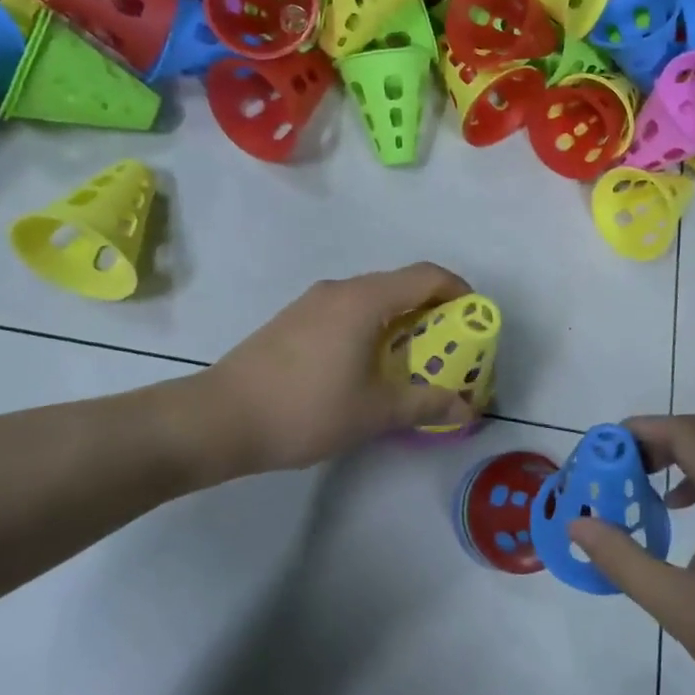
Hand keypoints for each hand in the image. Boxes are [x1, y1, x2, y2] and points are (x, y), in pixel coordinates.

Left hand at [186, 262, 477, 477]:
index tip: (476, 320)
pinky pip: (348, 311)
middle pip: (401, 285)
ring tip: (411, 361)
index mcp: (365, 300)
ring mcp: (312, 302)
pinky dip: (373, 327)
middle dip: (434, 311)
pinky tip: (366, 366)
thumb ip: (425, 404)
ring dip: (401, 321)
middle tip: (450, 348)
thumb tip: (465, 407)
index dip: (459, 291)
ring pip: (373, 298)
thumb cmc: (305, 410)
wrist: (218, 418)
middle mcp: (341, 290)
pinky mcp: (294, 319)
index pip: (427, 276)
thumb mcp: (374, 412)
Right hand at [568, 415, 694, 694]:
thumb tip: (578, 524)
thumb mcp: (676, 605)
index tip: (605, 446)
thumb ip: (623, 560)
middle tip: (615, 464)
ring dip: (675, 458)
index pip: (684, 433)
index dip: (642, 429)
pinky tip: (678, 510)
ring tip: (639, 482)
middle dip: (654, 440)